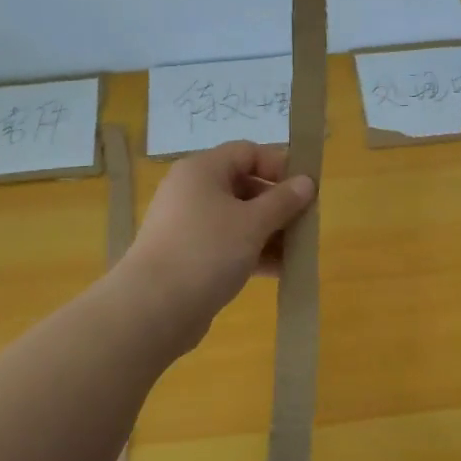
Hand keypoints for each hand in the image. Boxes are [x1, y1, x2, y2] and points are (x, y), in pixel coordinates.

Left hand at [121, 141, 315, 343]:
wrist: (153, 308)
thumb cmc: (207, 251)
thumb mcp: (253, 223)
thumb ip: (283, 201)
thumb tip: (307, 182)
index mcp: (202, 170)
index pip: (247, 152)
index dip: (279, 166)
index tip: (306, 189)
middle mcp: (192, 191)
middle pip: (244, 186)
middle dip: (278, 204)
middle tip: (306, 224)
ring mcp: (188, 226)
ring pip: (238, 219)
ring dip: (270, 232)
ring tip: (299, 252)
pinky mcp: (189, 256)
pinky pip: (228, 245)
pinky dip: (253, 252)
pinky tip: (280, 271)